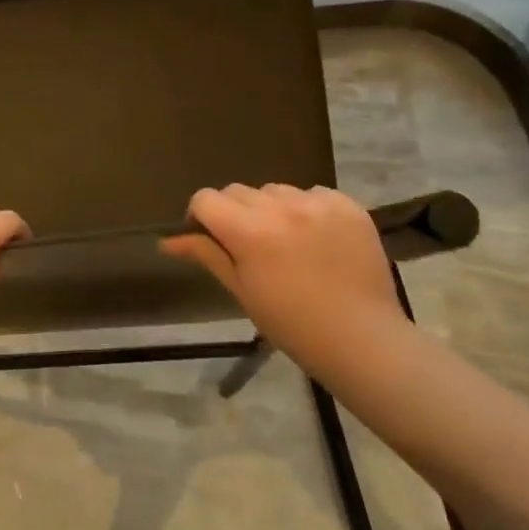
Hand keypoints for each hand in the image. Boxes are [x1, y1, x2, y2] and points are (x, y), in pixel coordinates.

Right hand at [161, 184, 408, 374]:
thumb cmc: (292, 324)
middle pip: (239, 191)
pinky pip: (313, 194)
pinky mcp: (347, 205)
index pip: (206, 199)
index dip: (202, 216)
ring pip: (276, 190)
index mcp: (249, 231)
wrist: (361, 338)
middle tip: (251, 247)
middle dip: (235, 213)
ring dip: (272, 209)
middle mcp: (281, 207)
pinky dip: (308, 210)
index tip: (212, 238)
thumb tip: (167, 240)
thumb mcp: (242, 291)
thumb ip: (207, 254)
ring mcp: (318, 203)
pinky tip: (318, 240)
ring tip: (288, 242)